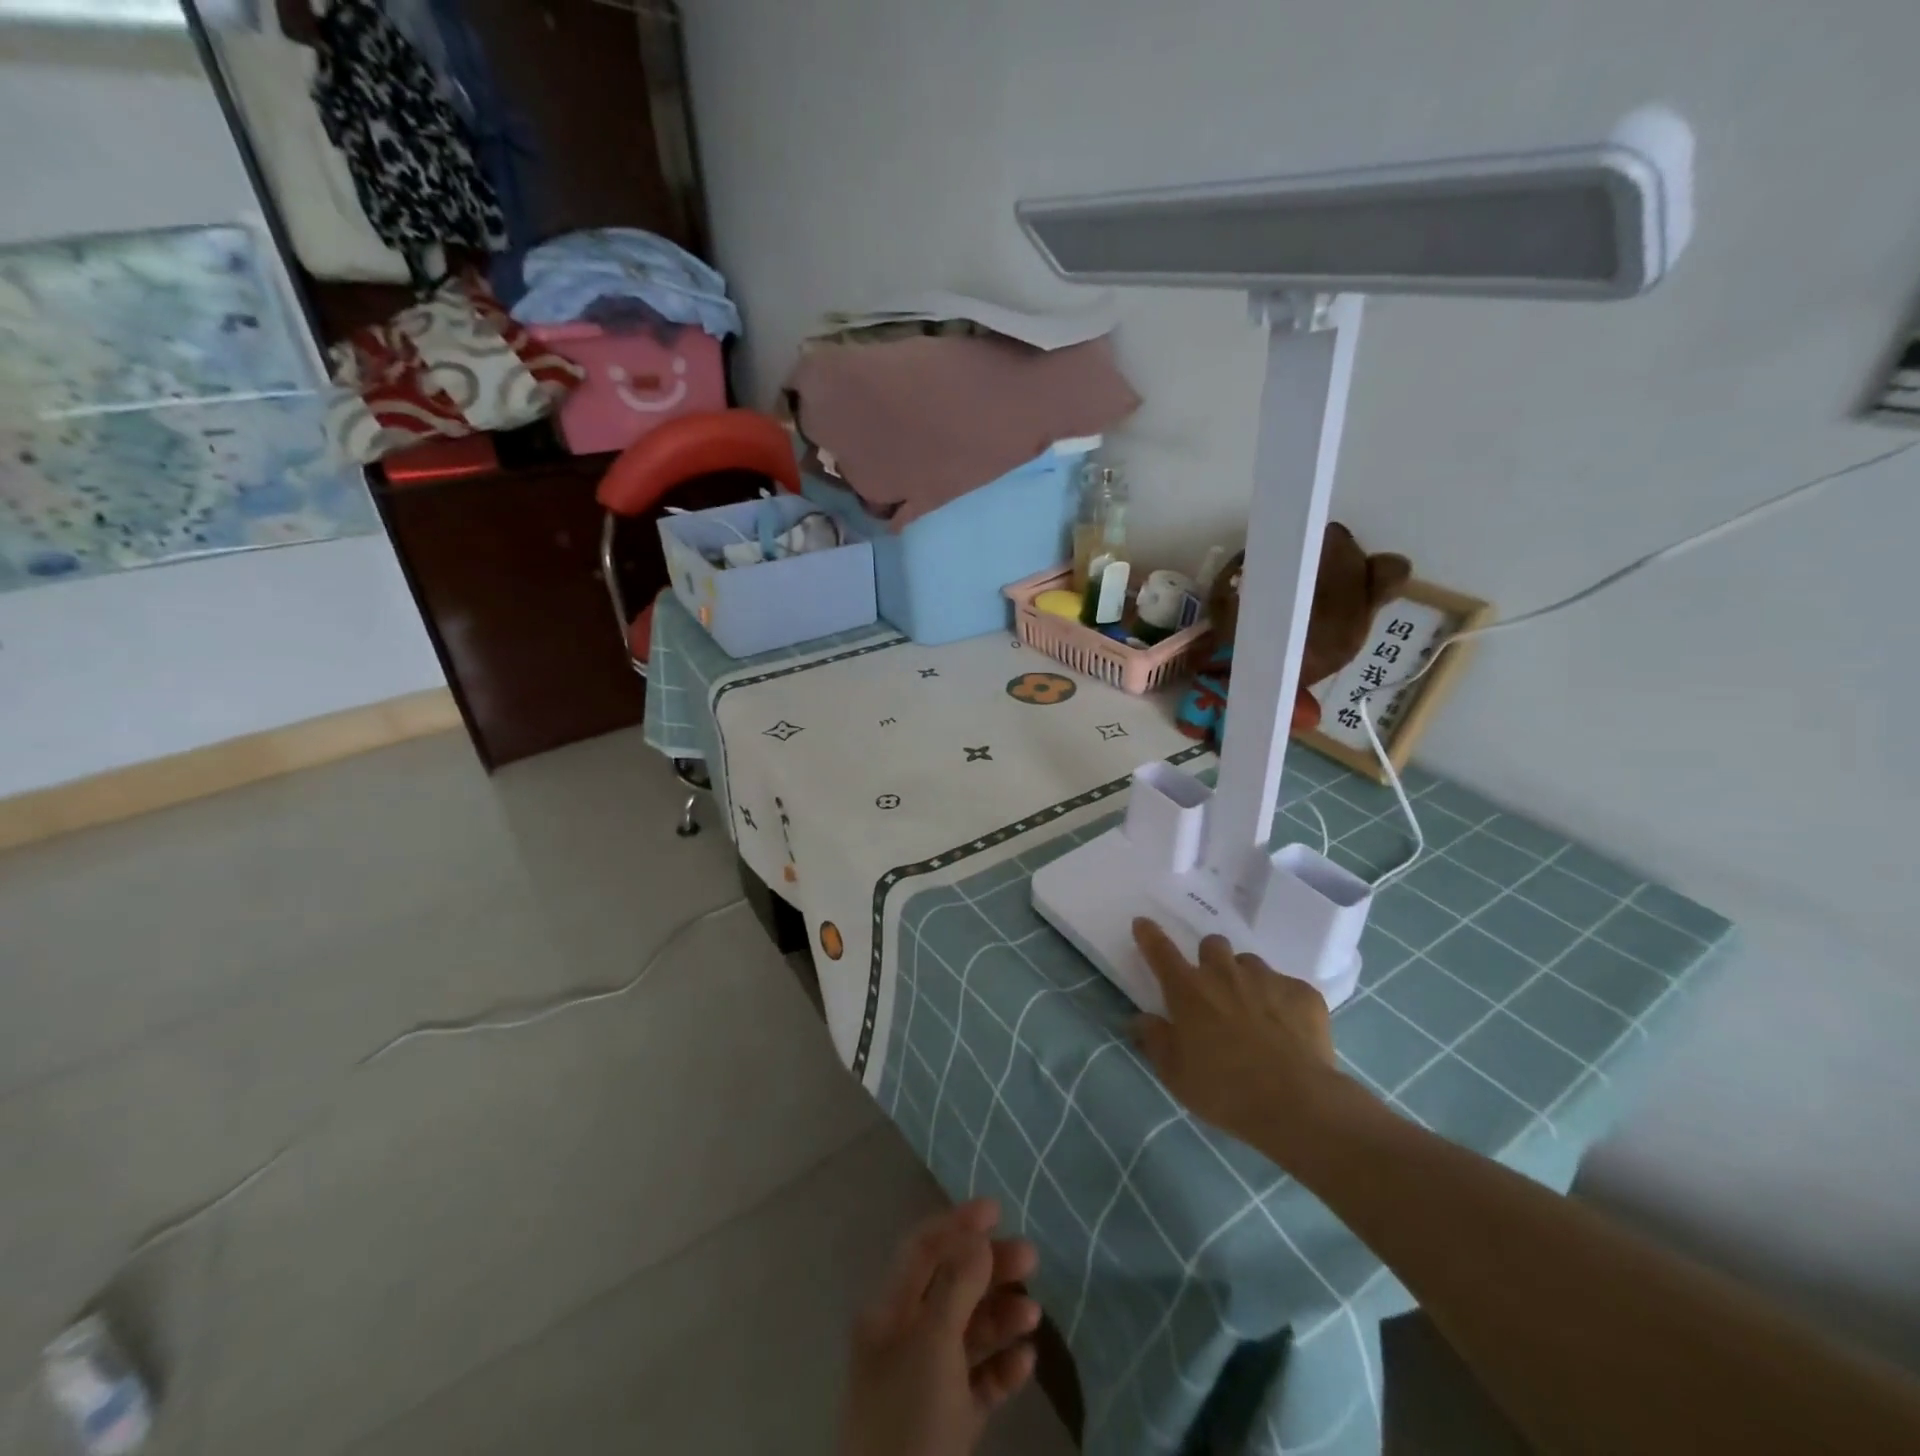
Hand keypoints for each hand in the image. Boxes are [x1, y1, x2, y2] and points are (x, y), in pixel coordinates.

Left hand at [841, 1199, 1040, 1455]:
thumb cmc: (909, 1420)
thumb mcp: (933, 1345)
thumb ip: (956, 1286)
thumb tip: (976, 1238)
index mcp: (888, 1312)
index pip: (923, 1249)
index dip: (958, 1223)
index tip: (998, 1209)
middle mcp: (904, 1339)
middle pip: (950, 1286)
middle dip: (989, 1268)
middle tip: (1031, 1257)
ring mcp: (926, 1383)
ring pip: (967, 1333)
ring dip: (1001, 1317)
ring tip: (1034, 1314)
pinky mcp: (946, 1425)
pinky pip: (977, 1382)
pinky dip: (1001, 1368)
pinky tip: (1025, 1363)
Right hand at [1131, 918, 1356, 1156]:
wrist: (1296, 1103)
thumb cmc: (1224, 1090)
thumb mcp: (1175, 1073)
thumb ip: (1154, 1040)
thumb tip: (1140, 1019)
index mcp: (1188, 990)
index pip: (1161, 951)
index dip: (1150, 935)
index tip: (1143, 923)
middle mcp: (1225, 973)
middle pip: (1212, 944)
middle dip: (1210, 959)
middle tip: (1214, 988)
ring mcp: (1267, 979)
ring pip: (1250, 964)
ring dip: (1245, 979)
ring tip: (1254, 1012)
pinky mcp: (1303, 993)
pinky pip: (1288, 987)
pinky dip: (1283, 1002)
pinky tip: (1289, 1030)